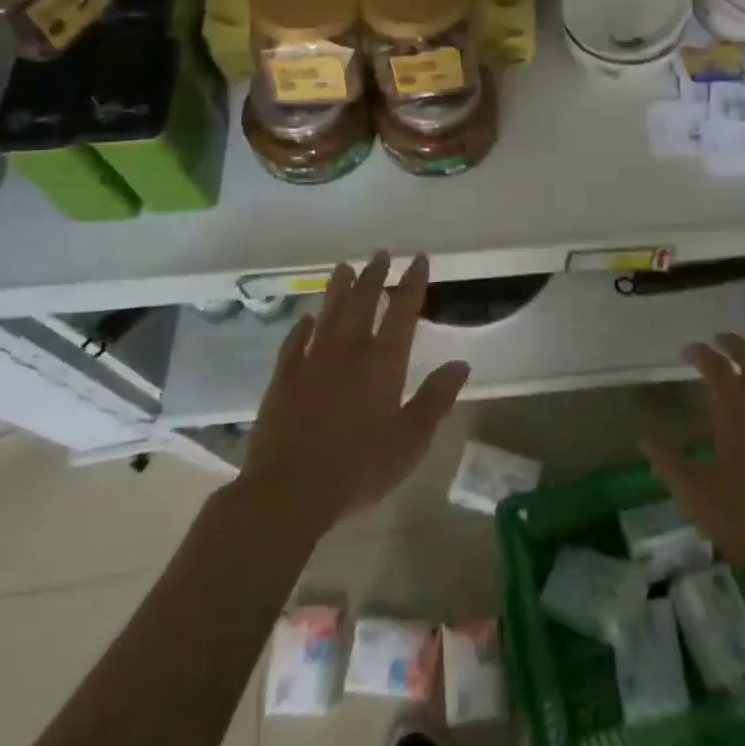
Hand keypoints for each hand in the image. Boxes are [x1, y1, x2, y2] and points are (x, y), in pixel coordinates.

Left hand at [239, 252, 469, 534]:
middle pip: (363, 302)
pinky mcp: (283, 379)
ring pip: (328, 314)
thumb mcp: (411, 440)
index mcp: (383, 362)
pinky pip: (294, 343)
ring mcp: (312, 362)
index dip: (412, 283)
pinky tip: (306, 318)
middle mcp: (348, 351)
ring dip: (338, 289)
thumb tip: (461, 364)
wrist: (289, 492)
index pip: (403, 311)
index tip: (418, 259)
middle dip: (374, 275)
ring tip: (344, 267)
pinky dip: (302, 327)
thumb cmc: (360, 468)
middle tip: (380, 253)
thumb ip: (436, 399)